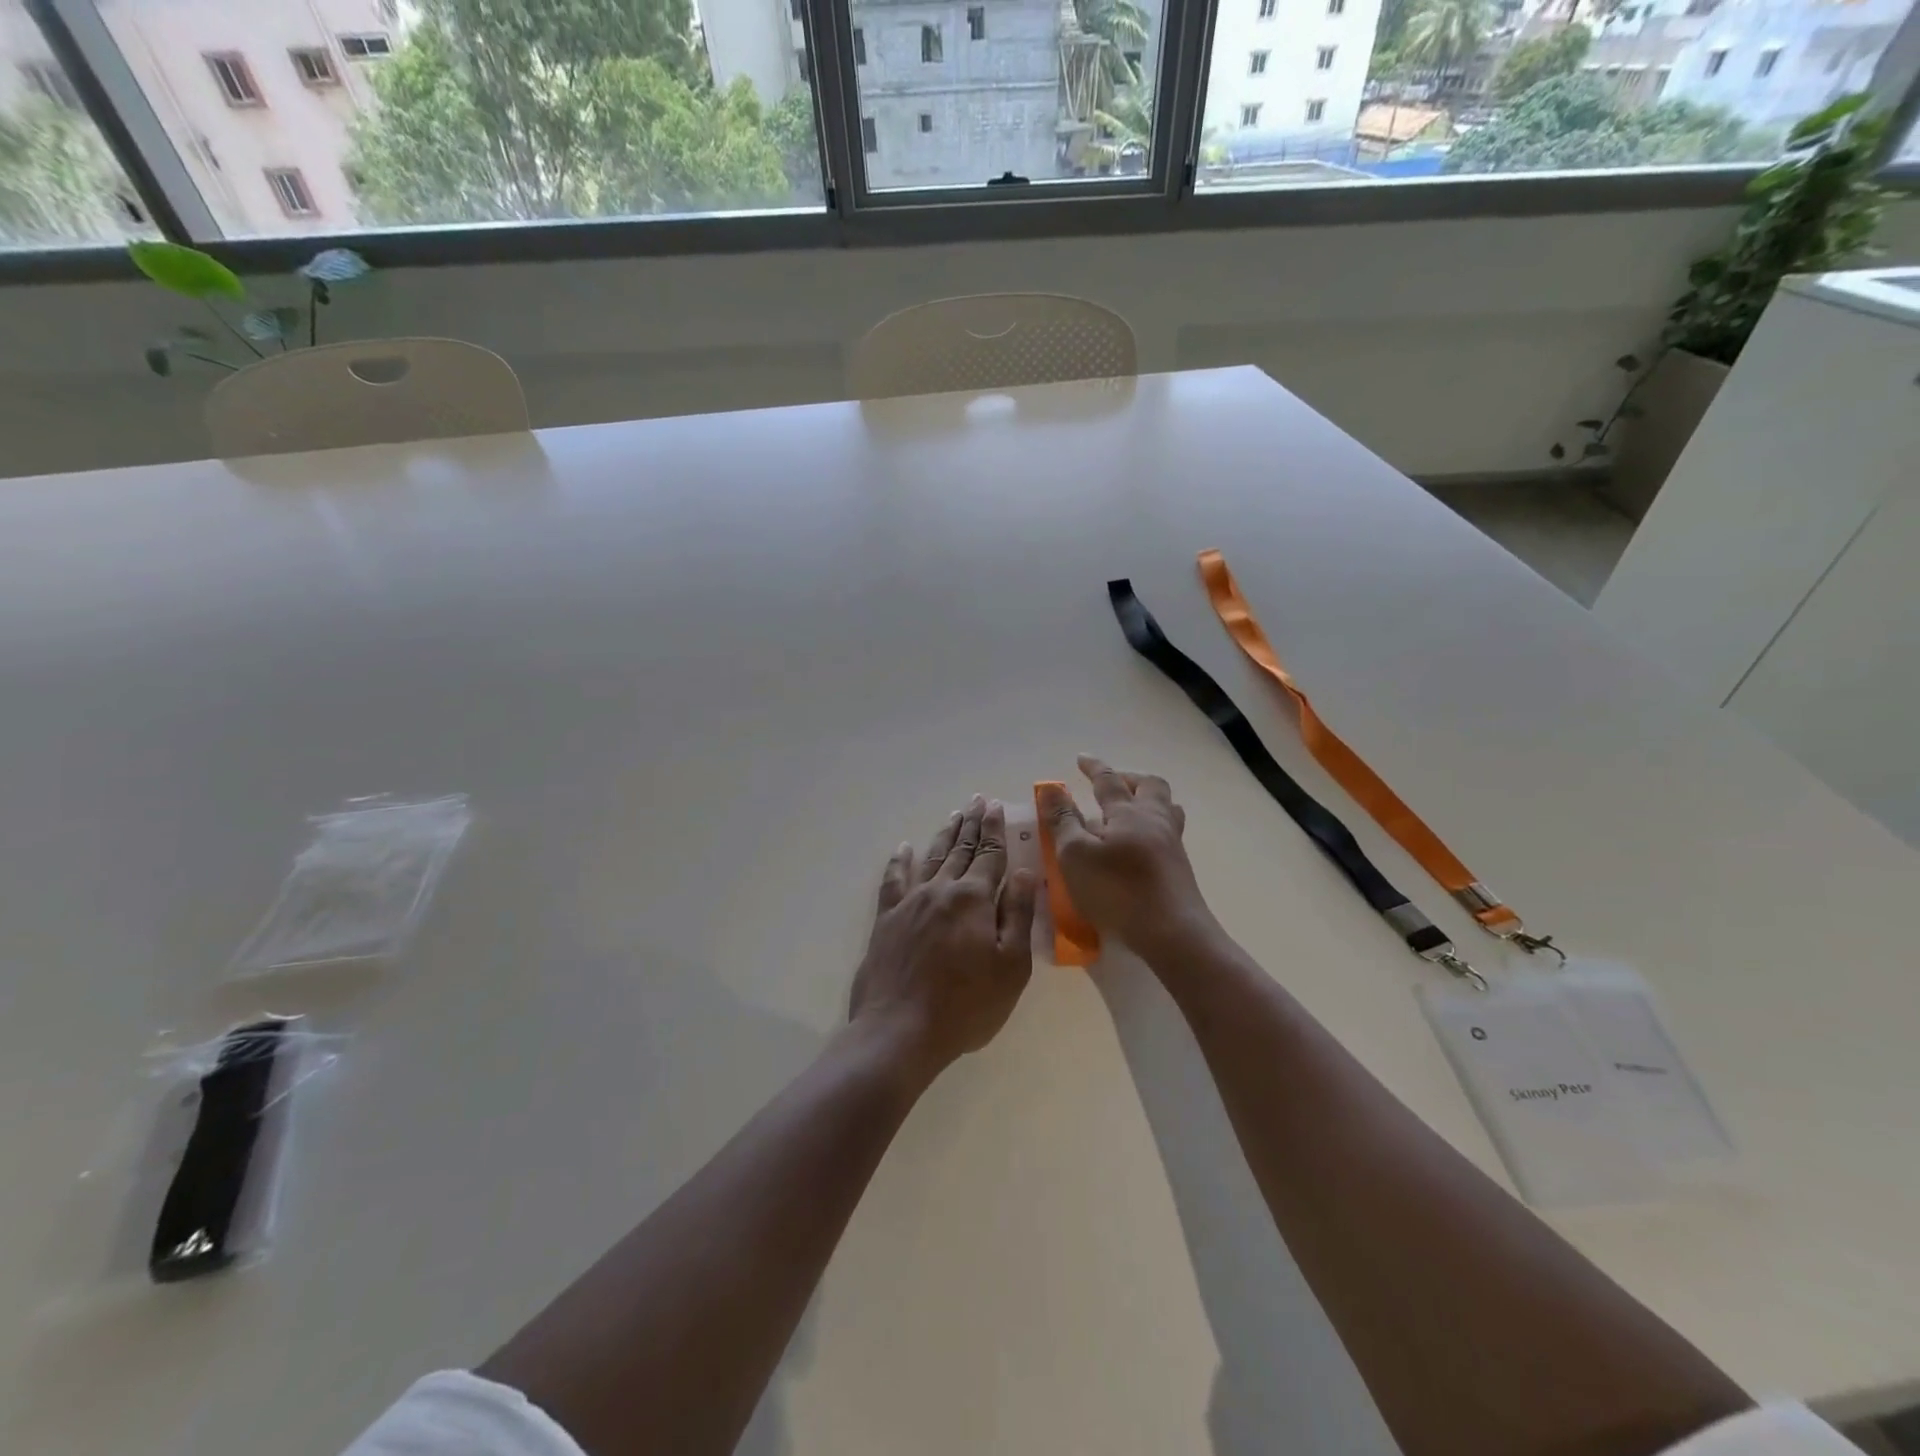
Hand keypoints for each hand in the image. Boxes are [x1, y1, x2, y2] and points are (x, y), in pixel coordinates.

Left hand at [851, 795, 1037, 1075]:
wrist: (899, 1031)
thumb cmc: (966, 1005)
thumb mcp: (1010, 966)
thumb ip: (1016, 914)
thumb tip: (1024, 872)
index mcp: (973, 899)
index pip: (990, 855)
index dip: (995, 830)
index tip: (995, 806)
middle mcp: (941, 890)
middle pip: (960, 850)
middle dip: (971, 825)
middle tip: (976, 801)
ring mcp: (910, 902)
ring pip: (930, 858)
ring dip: (943, 836)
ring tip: (953, 816)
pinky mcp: (886, 919)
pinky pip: (893, 880)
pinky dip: (899, 861)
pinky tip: (903, 848)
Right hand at [1038, 756, 1212, 956]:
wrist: (1173, 933)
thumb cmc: (1117, 891)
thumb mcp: (1075, 855)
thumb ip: (1063, 820)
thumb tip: (1052, 788)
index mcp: (1127, 812)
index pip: (1108, 780)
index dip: (1093, 767)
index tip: (1081, 758)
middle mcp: (1154, 820)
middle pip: (1150, 786)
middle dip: (1129, 778)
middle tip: (1111, 784)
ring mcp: (1172, 844)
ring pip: (1166, 808)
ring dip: (1147, 800)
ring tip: (1129, 810)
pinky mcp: (1179, 868)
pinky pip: (1169, 832)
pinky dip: (1152, 827)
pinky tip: (1139, 845)